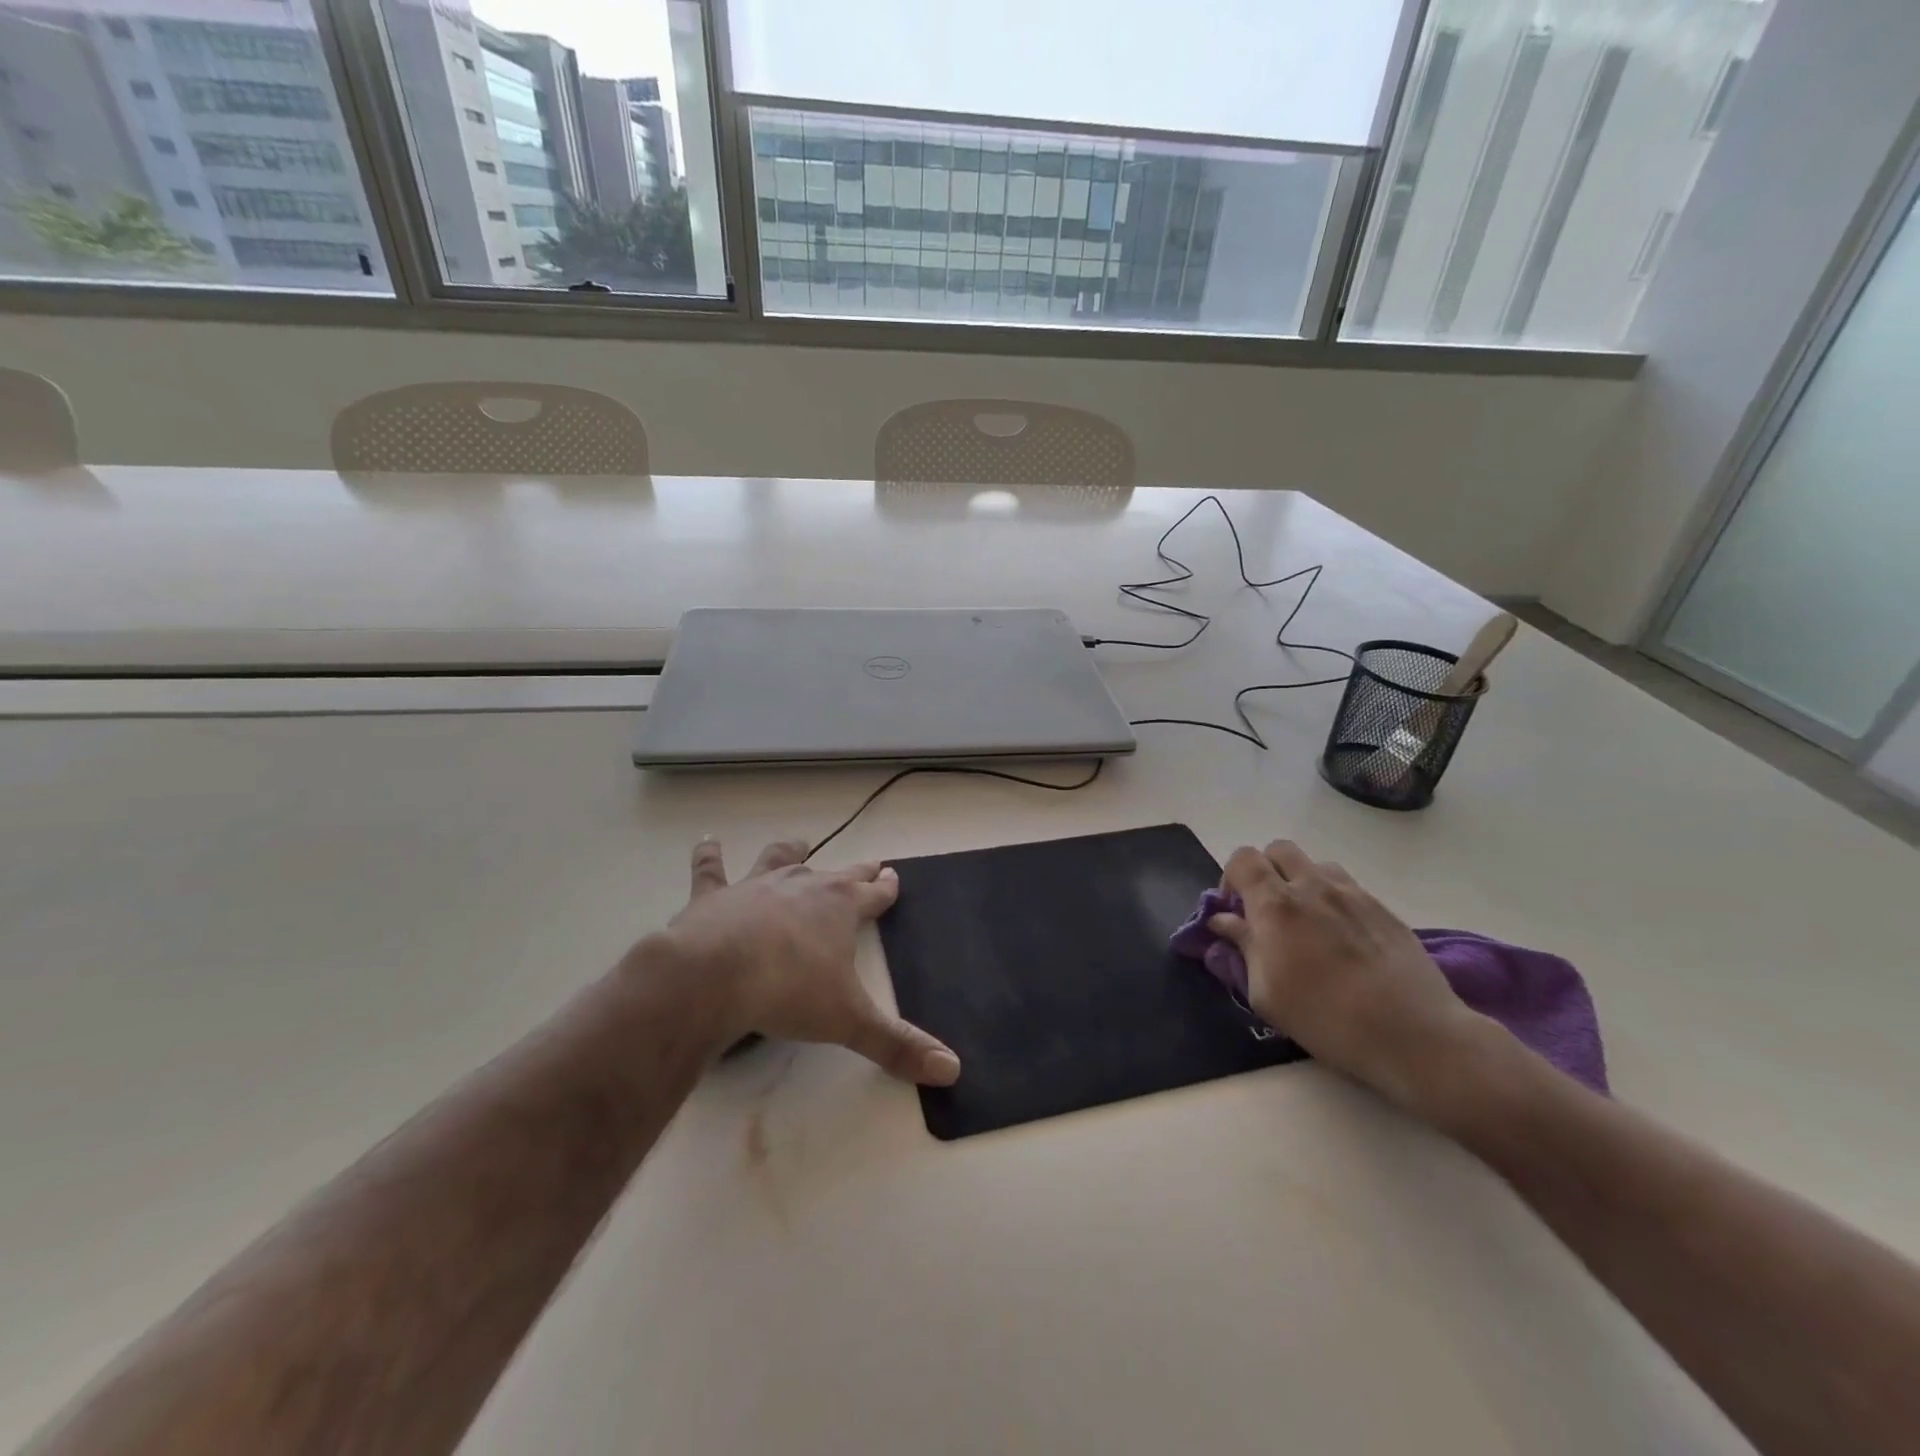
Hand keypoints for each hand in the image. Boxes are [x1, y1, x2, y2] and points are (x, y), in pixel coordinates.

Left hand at [652, 838, 960, 1086]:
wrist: (714, 975)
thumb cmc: (789, 991)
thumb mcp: (849, 1021)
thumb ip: (898, 1044)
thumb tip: (952, 1069)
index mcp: (841, 907)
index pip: (874, 893)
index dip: (887, 887)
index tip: (894, 876)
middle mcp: (804, 886)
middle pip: (838, 873)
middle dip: (857, 871)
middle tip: (870, 864)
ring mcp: (756, 886)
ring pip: (780, 859)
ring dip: (790, 852)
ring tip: (798, 843)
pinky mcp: (714, 896)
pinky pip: (711, 869)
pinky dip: (709, 856)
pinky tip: (708, 843)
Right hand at [1209, 840, 1490, 1113]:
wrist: (1412, 1033)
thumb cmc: (1325, 1018)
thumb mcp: (1265, 992)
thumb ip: (1242, 947)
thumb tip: (1223, 921)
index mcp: (1275, 904)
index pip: (1242, 859)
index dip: (1231, 878)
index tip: (1235, 911)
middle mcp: (1311, 886)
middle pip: (1278, 850)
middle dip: (1265, 872)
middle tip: (1267, 910)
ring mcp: (1351, 894)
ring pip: (1315, 865)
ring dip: (1301, 882)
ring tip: (1307, 921)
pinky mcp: (1382, 908)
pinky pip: (1347, 886)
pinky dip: (1333, 899)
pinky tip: (1341, 937)